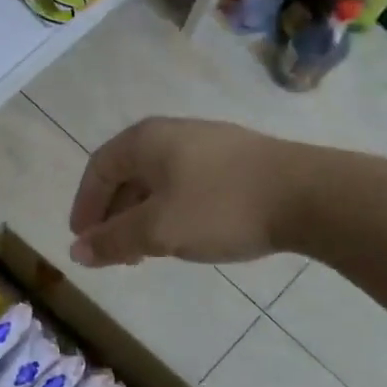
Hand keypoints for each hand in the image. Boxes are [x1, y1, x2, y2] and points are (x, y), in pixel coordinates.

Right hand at [68, 117, 324, 266]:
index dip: (85, 206)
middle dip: (114, 215)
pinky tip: (185, 235)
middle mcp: (171, 133)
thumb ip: (114, 241)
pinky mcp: (235, 160)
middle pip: (127, 174)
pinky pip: (186, 184)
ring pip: (158, 181)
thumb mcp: (158, 230)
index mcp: (145, 140)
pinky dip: (171, 210)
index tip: (83, 240)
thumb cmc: (220, 207)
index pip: (98, 169)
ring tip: (147, 251)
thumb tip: (76, 252)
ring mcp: (207, 143)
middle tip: (114, 253)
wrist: (309, 195)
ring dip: (143, 216)